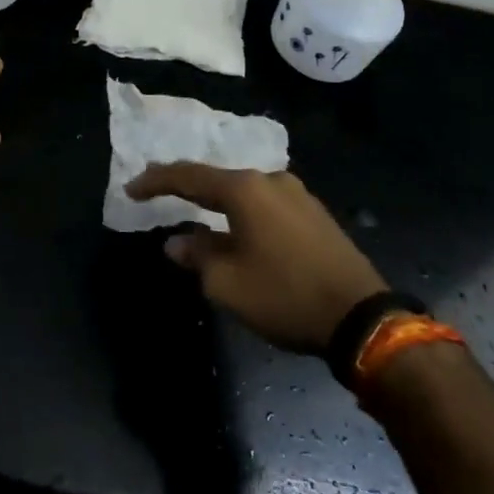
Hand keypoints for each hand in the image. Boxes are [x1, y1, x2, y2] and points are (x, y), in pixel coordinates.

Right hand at [127, 164, 387, 353]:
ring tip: (195, 210)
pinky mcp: (315, 213)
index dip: (156, 181)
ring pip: (244, 192)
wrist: (361, 316)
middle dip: (186, 186)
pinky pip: (266, 204)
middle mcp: (271, 180)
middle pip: (217, 179)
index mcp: (245, 189)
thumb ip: (198, 256)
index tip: (131, 188)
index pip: (188, 177)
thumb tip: (177, 242)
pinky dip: (243, 212)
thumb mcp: (228, 283)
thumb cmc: (284, 295)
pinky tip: (236, 226)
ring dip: (217, 201)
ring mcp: (297, 194)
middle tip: (158, 191)